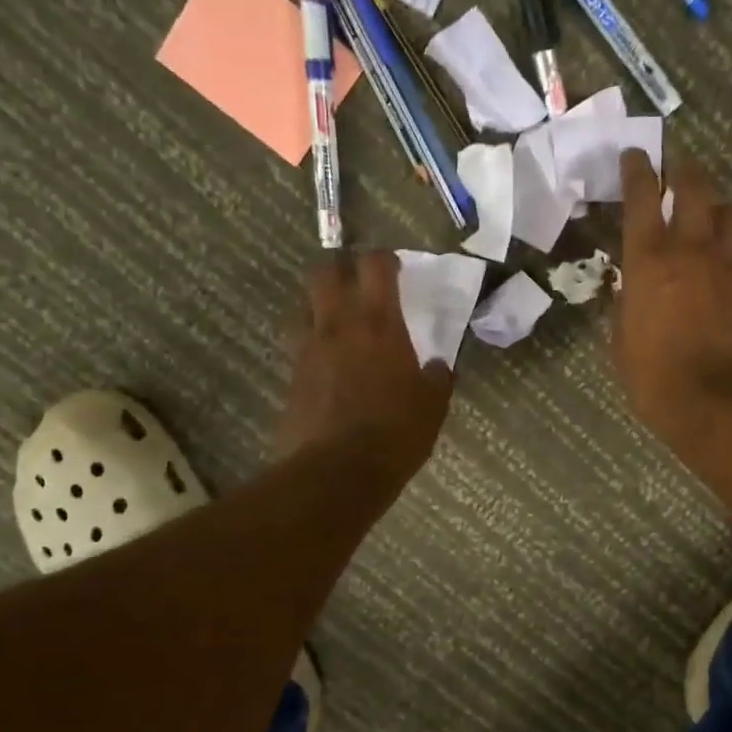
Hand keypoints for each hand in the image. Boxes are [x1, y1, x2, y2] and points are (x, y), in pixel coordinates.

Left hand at [277, 251, 452, 480]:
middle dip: (340, 270)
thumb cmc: (395, 434)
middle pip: (324, 272)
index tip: (395, 269)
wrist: (336, 472)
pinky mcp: (291, 376)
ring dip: (319, 304)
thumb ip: (437, 379)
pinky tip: (327, 363)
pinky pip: (298, 344)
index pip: (375, 266)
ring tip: (337, 322)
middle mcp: (338, 325)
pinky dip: (312, 343)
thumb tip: (440, 366)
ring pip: (303, 304)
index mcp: (380, 324)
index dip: (385, 260)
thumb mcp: (432, 407)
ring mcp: (308, 349)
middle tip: (358, 286)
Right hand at [612, 151, 731, 453]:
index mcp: (648, 260)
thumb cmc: (653, 375)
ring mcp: (727, 265)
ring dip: (717, 206)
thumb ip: (624, 304)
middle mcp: (690, 250)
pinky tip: (721, 265)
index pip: (643, 198)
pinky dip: (730, 247)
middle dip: (685, 171)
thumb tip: (628, 289)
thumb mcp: (620, 340)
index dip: (638, 170)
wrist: (715, 401)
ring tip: (709, 214)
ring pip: (730, 212)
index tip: (636, 155)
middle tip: (679, 167)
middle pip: (696, 188)